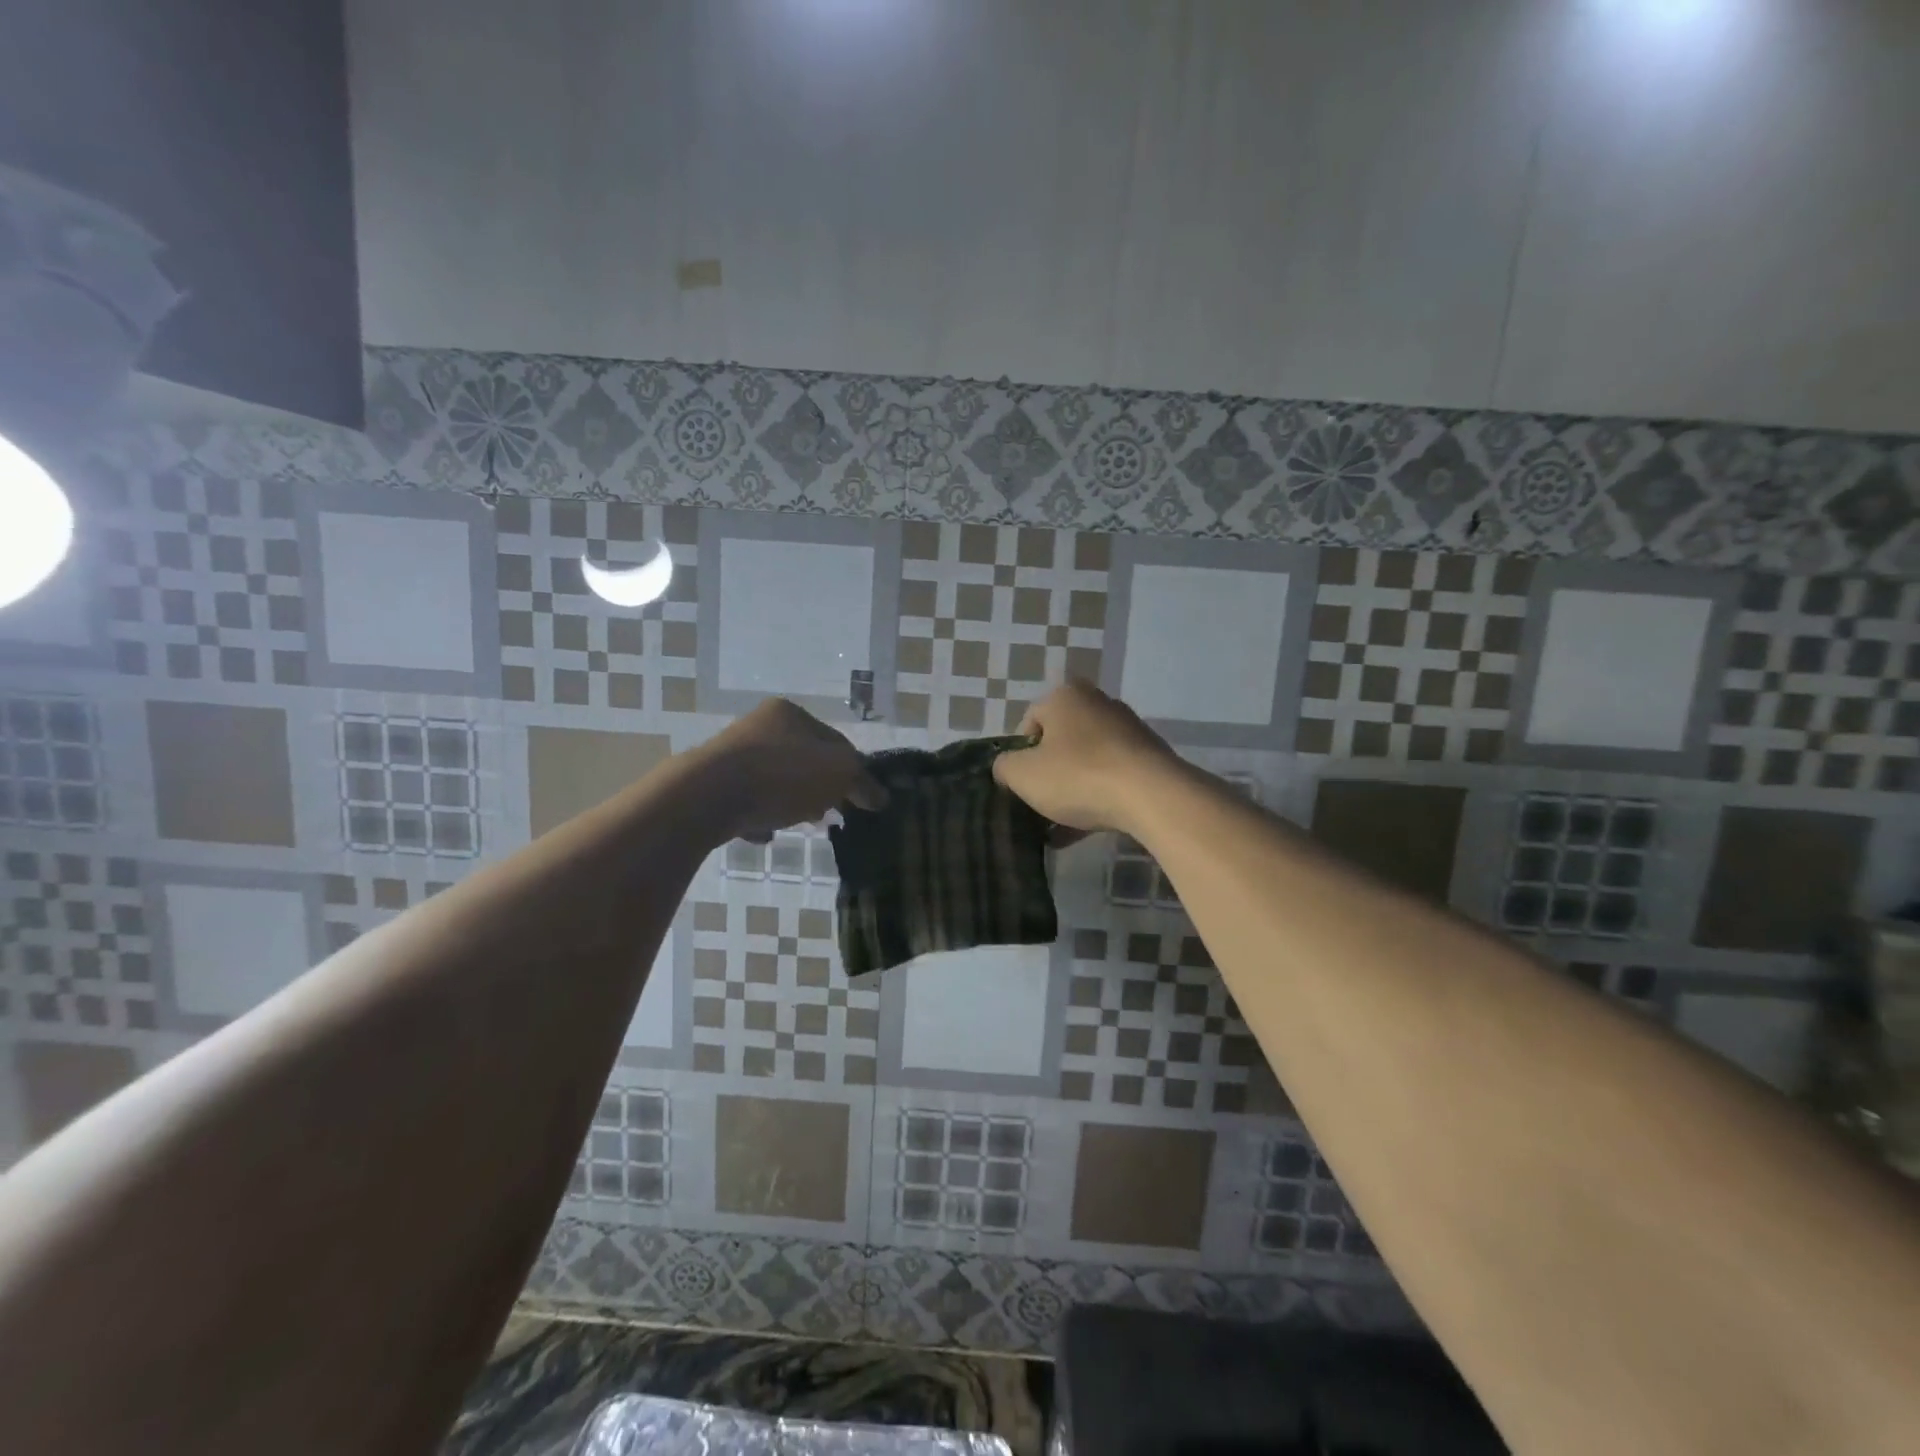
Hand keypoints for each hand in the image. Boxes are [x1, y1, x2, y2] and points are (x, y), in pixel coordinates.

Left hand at [689, 699, 886, 843]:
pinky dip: (760, 817)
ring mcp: (731, 756)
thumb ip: (863, 782)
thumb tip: (880, 797)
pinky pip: (748, 803)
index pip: (835, 740)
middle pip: (804, 761)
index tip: (859, 799)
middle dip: (820, 789)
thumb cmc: (782, 775)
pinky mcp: (711, 786)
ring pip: (776, 782)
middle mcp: (758, 726)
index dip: (852, 770)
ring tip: (799, 825)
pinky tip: (765, 833)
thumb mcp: (840, 773)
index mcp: (789, 713)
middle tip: (830, 815)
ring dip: (791, 804)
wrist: (706, 797)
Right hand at [992, 680, 1177, 835]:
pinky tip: (1083, 830)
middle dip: (1047, 774)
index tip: (1021, 785)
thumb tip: (1007, 767)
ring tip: (1058, 828)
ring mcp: (1128, 729)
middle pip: (1059, 741)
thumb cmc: (1078, 776)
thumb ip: (1004, 767)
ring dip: (1070, 791)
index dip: (1019, 756)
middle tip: (1039, 804)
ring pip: (1086, 762)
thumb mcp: (1023, 774)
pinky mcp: (1149, 757)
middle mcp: (1098, 703)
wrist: (1151, 795)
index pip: (1029, 722)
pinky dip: (1096, 798)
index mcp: (1065, 696)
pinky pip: (1111, 777)